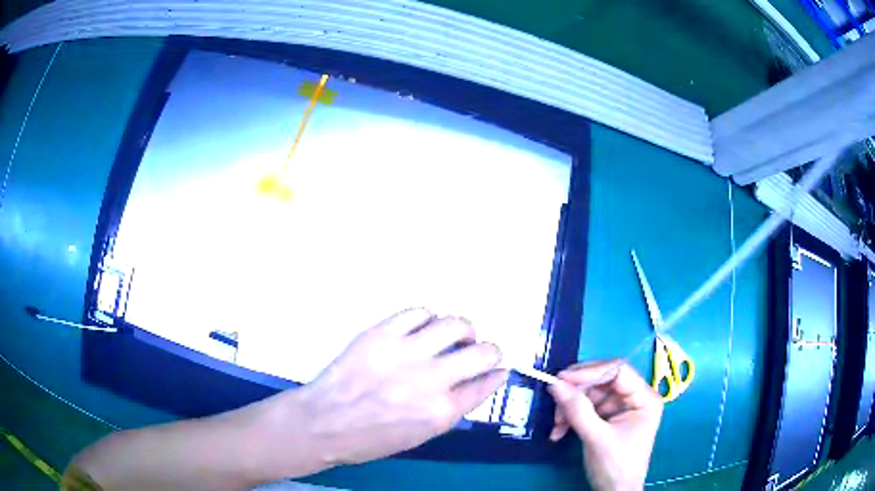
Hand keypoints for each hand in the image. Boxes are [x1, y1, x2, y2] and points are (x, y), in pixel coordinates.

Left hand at [296, 308, 507, 466]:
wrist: (323, 423)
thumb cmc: (370, 439)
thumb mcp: (420, 435)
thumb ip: (452, 409)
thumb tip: (476, 383)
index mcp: (441, 412)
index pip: (485, 385)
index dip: (497, 374)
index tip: (498, 369)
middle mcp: (430, 380)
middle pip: (483, 352)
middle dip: (492, 351)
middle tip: (482, 351)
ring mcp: (405, 353)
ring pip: (455, 324)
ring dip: (464, 329)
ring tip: (456, 335)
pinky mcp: (381, 334)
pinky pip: (418, 312)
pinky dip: (429, 317)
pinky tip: (425, 326)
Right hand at [548, 360, 662, 490]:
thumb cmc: (615, 466)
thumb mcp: (597, 438)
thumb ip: (577, 410)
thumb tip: (555, 383)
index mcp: (644, 398)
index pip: (618, 371)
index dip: (590, 372)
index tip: (561, 379)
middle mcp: (634, 397)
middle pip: (601, 382)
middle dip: (576, 393)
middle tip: (554, 400)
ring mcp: (620, 408)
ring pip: (589, 395)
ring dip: (569, 408)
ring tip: (556, 426)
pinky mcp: (607, 418)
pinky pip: (585, 408)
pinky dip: (570, 417)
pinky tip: (559, 431)